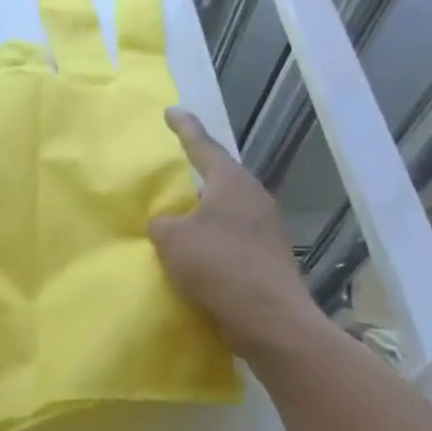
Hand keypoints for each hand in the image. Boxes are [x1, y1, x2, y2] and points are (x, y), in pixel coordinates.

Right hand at [148, 108, 327, 360]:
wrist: (269, 319)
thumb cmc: (219, 267)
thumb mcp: (173, 241)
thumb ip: (162, 224)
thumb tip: (167, 224)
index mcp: (232, 185)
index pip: (204, 147)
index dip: (185, 129)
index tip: (171, 112)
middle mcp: (254, 200)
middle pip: (220, 180)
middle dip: (197, 177)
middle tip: (173, 175)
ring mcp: (265, 230)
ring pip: (226, 211)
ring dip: (203, 214)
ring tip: (179, 221)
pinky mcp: (266, 258)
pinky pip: (231, 239)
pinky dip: (211, 242)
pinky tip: (196, 257)